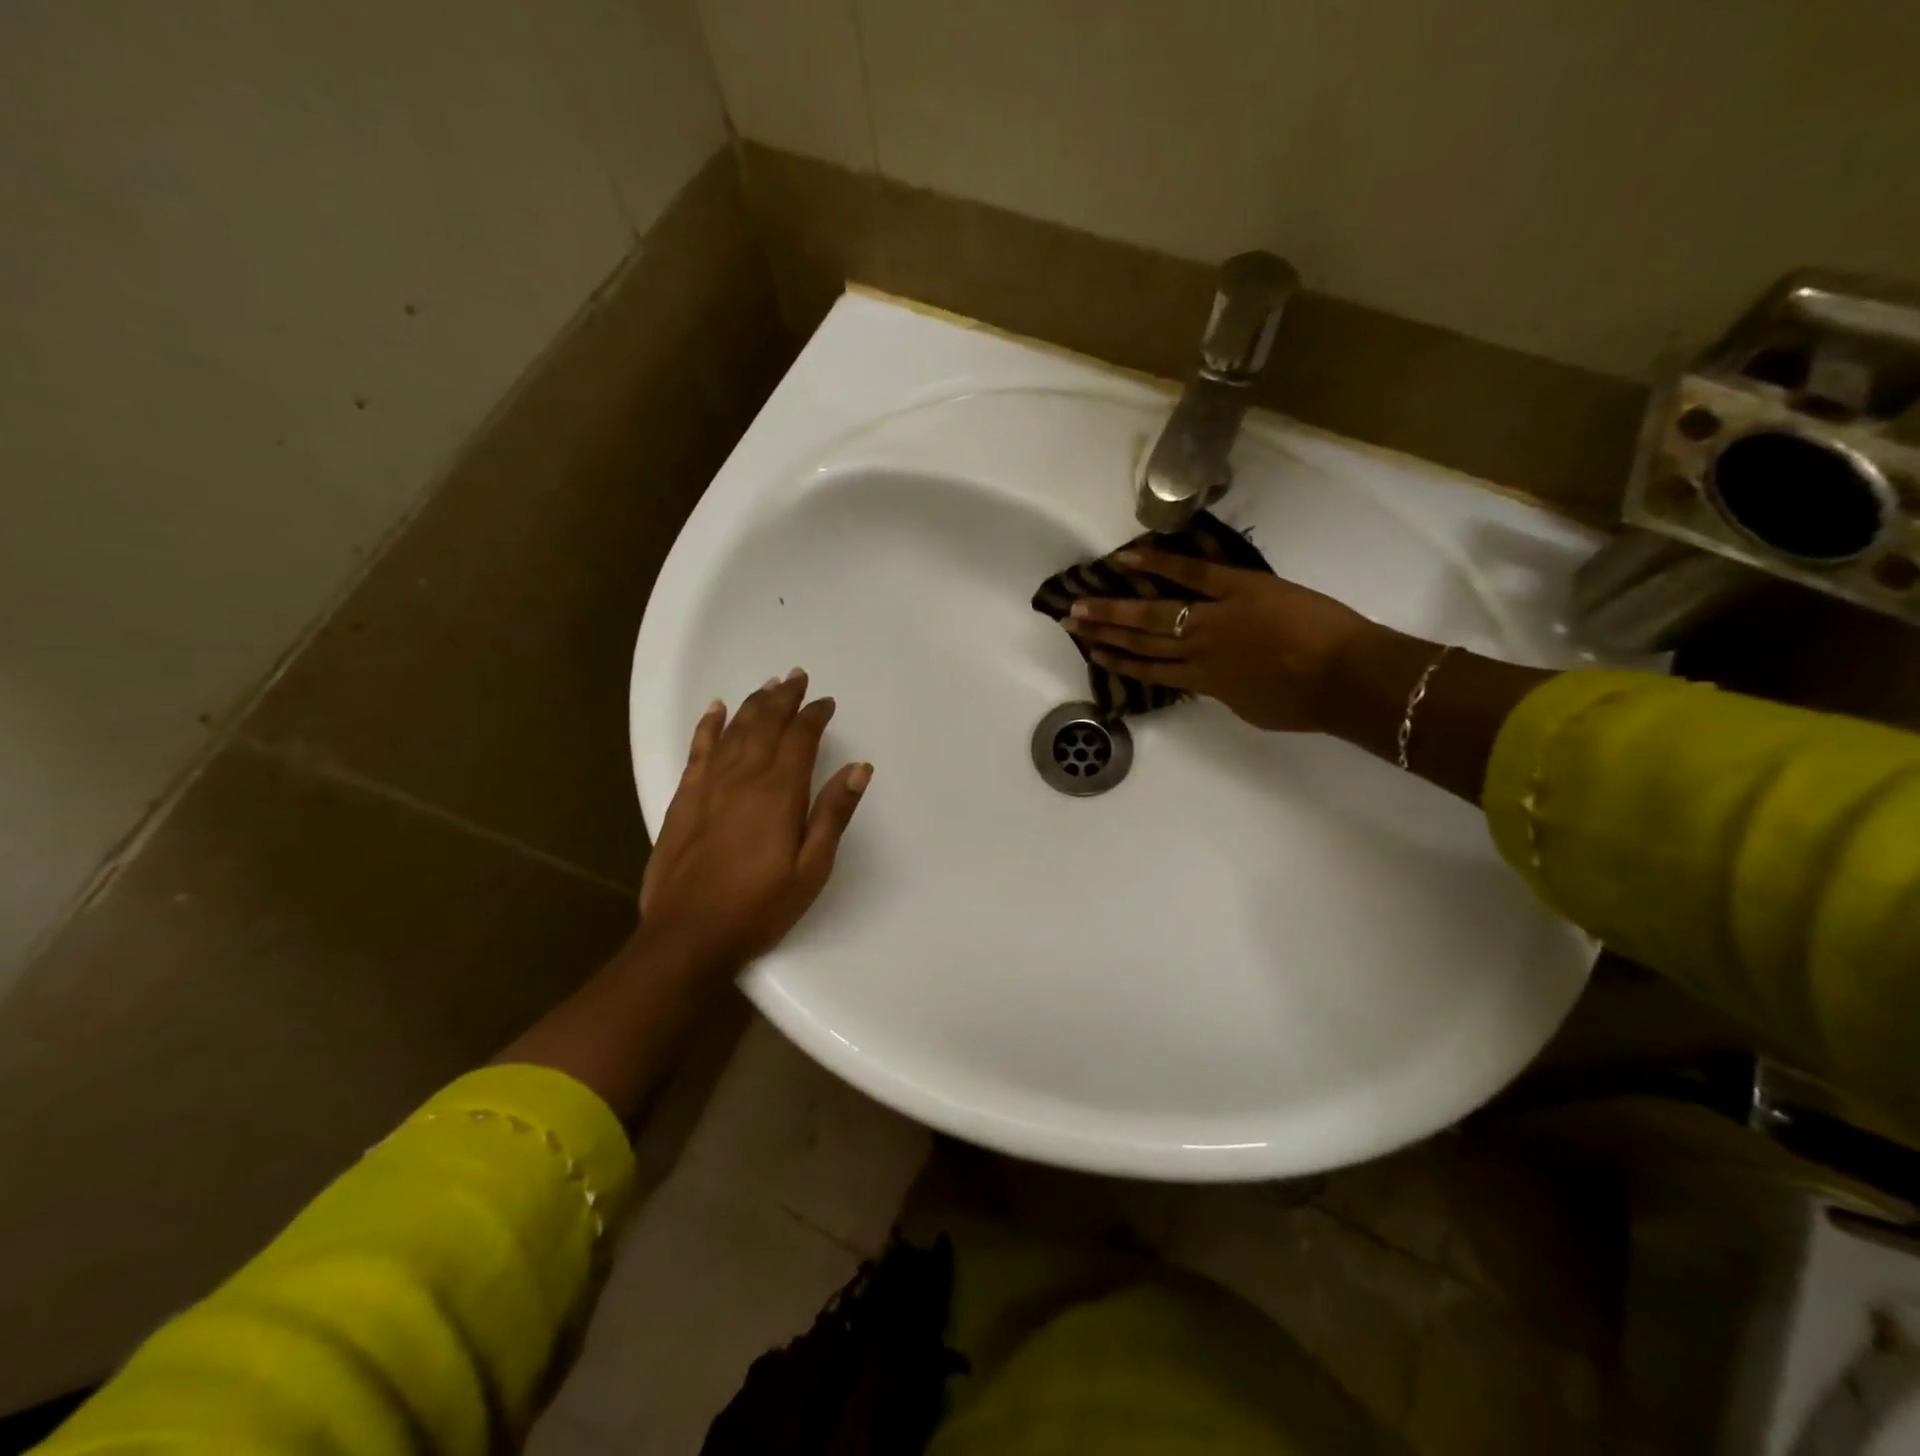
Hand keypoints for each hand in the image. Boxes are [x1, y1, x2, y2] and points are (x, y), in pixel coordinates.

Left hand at [639, 670, 871, 972]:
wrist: (688, 935)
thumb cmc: (759, 907)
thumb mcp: (811, 869)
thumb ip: (833, 814)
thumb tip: (859, 768)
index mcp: (779, 793)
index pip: (800, 739)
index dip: (814, 716)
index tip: (827, 702)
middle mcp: (743, 778)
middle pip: (765, 724)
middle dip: (784, 698)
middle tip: (797, 677)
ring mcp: (709, 785)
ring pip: (734, 730)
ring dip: (753, 704)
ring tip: (768, 685)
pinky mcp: (684, 799)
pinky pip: (698, 749)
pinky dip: (708, 725)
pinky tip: (715, 708)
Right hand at [1064, 548, 1380, 731]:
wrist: (1345, 679)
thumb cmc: (1306, 703)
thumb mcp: (1254, 709)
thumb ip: (1226, 692)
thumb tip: (1213, 681)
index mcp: (1205, 682)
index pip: (1151, 671)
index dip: (1118, 662)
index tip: (1091, 652)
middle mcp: (1198, 651)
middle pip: (1142, 641)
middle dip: (1103, 632)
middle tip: (1070, 621)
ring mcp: (1213, 618)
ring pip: (1154, 614)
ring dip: (1116, 608)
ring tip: (1084, 601)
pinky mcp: (1238, 589)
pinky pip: (1192, 573)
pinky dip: (1159, 564)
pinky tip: (1128, 558)